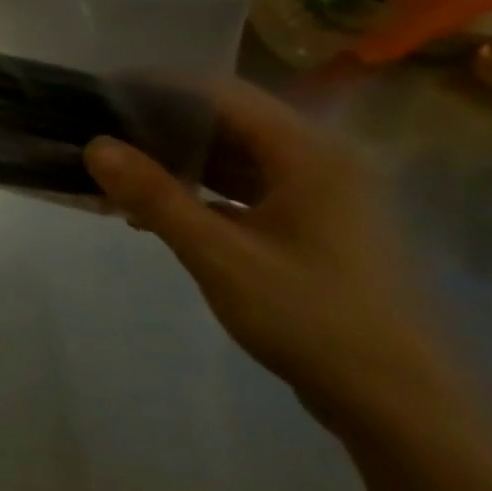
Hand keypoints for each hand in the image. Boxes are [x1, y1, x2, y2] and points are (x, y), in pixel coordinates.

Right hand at [84, 78, 455, 437]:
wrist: (396, 402)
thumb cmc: (310, 317)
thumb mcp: (220, 255)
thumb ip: (155, 196)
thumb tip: (94, 145)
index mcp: (309, 152)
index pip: (220, 93)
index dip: (156, 88)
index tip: (101, 95)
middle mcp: (319, 160)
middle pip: (227, 122)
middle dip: (160, 126)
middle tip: (99, 135)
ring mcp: (319, 195)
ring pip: (234, 158)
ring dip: (176, 161)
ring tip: (115, 171)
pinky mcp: (311, 226)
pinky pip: (244, 190)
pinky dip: (199, 193)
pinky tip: (154, 211)